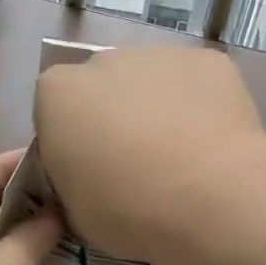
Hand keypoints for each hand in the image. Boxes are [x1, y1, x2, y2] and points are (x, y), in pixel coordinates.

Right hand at [34, 46, 265, 264]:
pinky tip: (212, 143)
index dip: (70, 141)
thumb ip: (70, 176)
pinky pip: (195, 83)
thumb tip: (86, 173)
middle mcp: (103, 60)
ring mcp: (159, 54)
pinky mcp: (208, 60)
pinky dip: (199, 105)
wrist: (210, 199)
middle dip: (113, 116)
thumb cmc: (126, 210)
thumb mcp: (71, 208)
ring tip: (180, 155)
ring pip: (150, 81)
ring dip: (156, 108)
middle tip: (135, 164)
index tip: (89, 171)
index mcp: (57, 92)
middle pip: (101, 87)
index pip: (53, 110)